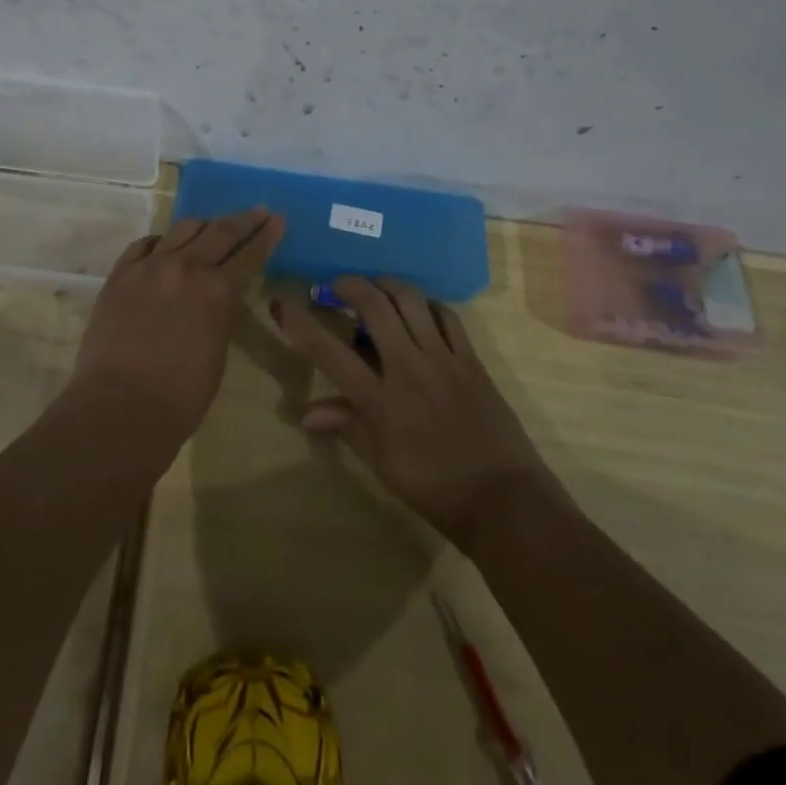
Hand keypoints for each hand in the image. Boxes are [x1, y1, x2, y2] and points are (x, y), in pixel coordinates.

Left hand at [71, 208, 284, 437]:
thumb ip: (221, 313)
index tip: (277, 219)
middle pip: (220, 231)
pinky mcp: (120, 274)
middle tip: (257, 211)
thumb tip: (219, 297)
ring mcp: (149, 267)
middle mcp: (186, 268)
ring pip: (183, 228)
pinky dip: (161, 242)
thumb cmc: (180, 397)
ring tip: (210, 227)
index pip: (250, 254)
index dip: (266, 235)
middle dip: (244, 220)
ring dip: (203, 226)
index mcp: (218, 292)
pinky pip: (145, 244)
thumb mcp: (218, 350)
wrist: (119, 408)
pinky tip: (165, 246)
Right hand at [272, 277, 549, 549]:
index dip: (300, 323)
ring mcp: (443, 359)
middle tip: (336, 285)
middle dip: (349, 284)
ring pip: (411, 300)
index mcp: (380, 401)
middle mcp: (408, 368)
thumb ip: (346, 427)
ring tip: (375, 286)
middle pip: (374, 306)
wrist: (503, 500)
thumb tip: (305, 413)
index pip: (329, 352)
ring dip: (387, 284)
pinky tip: (419, 308)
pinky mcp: (471, 359)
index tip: (282, 301)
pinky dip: (428, 304)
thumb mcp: (382, 465)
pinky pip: (447, 315)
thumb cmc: (434, 489)